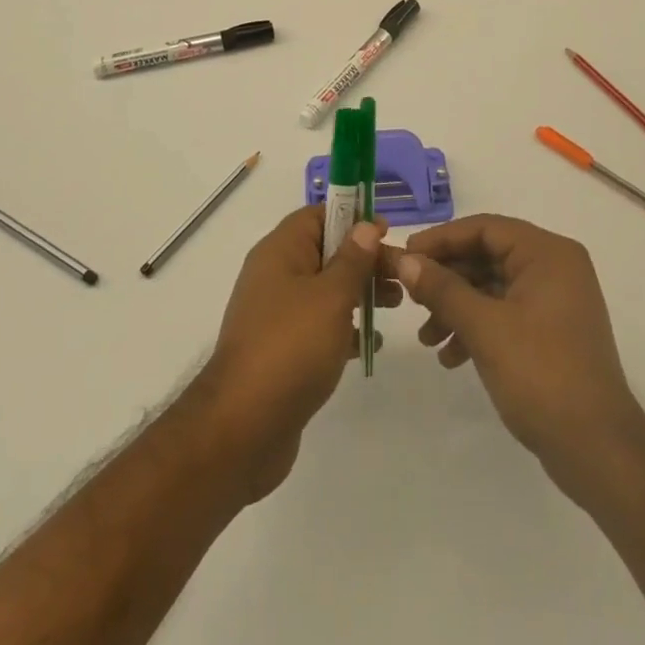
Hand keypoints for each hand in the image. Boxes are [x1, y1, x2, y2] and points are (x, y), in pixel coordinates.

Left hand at [199, 205, 395, 502]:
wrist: (242, 428)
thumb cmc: (291, 347)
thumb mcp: (331, 297)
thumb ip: (353, 259)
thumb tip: (365, 225)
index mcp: (280, 252)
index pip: (317, 216)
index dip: (352, 218)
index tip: (387, 232)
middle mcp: (274, 276)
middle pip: (326, 253)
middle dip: (364, 260)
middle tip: (402, 277)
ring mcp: (276, 315)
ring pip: (325, 290)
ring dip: (359, 293)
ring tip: (396, 305)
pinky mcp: (281, 351)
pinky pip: (318, 326)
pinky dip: (344, 328)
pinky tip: (371, 344)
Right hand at [381, 214, 644, 499]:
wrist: (598, 450)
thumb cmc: (542, 374)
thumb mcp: (485, 328)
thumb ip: (443, 290)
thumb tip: (406, 261)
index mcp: (548, 253)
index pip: (486, 228)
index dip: (442, 239)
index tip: (406, 255)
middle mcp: (555, 268)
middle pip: (488, 256)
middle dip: (447, 279)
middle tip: (410, 298)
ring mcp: (555, 301)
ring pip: (493, 288)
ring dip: (457, 308)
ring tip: (426, 338)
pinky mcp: (551, 332)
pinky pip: (505, 313)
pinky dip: (476, 328)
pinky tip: (450, 357)